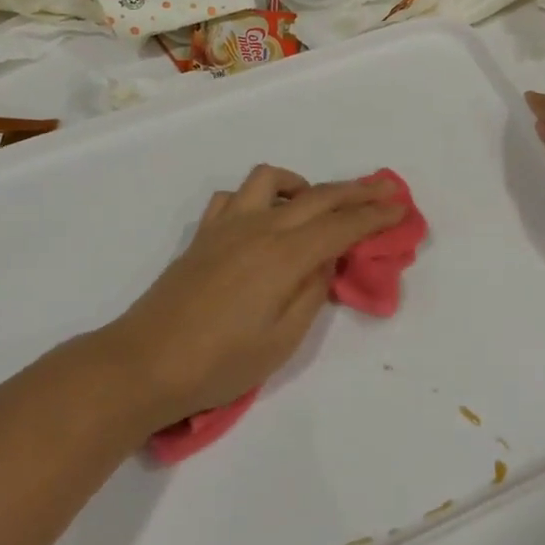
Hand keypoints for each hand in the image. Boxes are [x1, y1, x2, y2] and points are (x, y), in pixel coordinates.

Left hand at [101, 165, 404, 430]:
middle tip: (385, 188)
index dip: (375, 215)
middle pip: (317, 196)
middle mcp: (258, 228)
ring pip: (270, 180)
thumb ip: (311, 292)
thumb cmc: (219, 363)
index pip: (341, 226)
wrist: (143, 364)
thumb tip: (326, 260)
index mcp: (283, 256)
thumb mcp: (281, 340)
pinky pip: (233, 197)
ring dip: (302, 184)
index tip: (401, 207)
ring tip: (317, 203)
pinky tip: (264, 217)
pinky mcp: (203, 235)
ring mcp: (226, 226)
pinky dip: (258, 197)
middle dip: (356, 191)